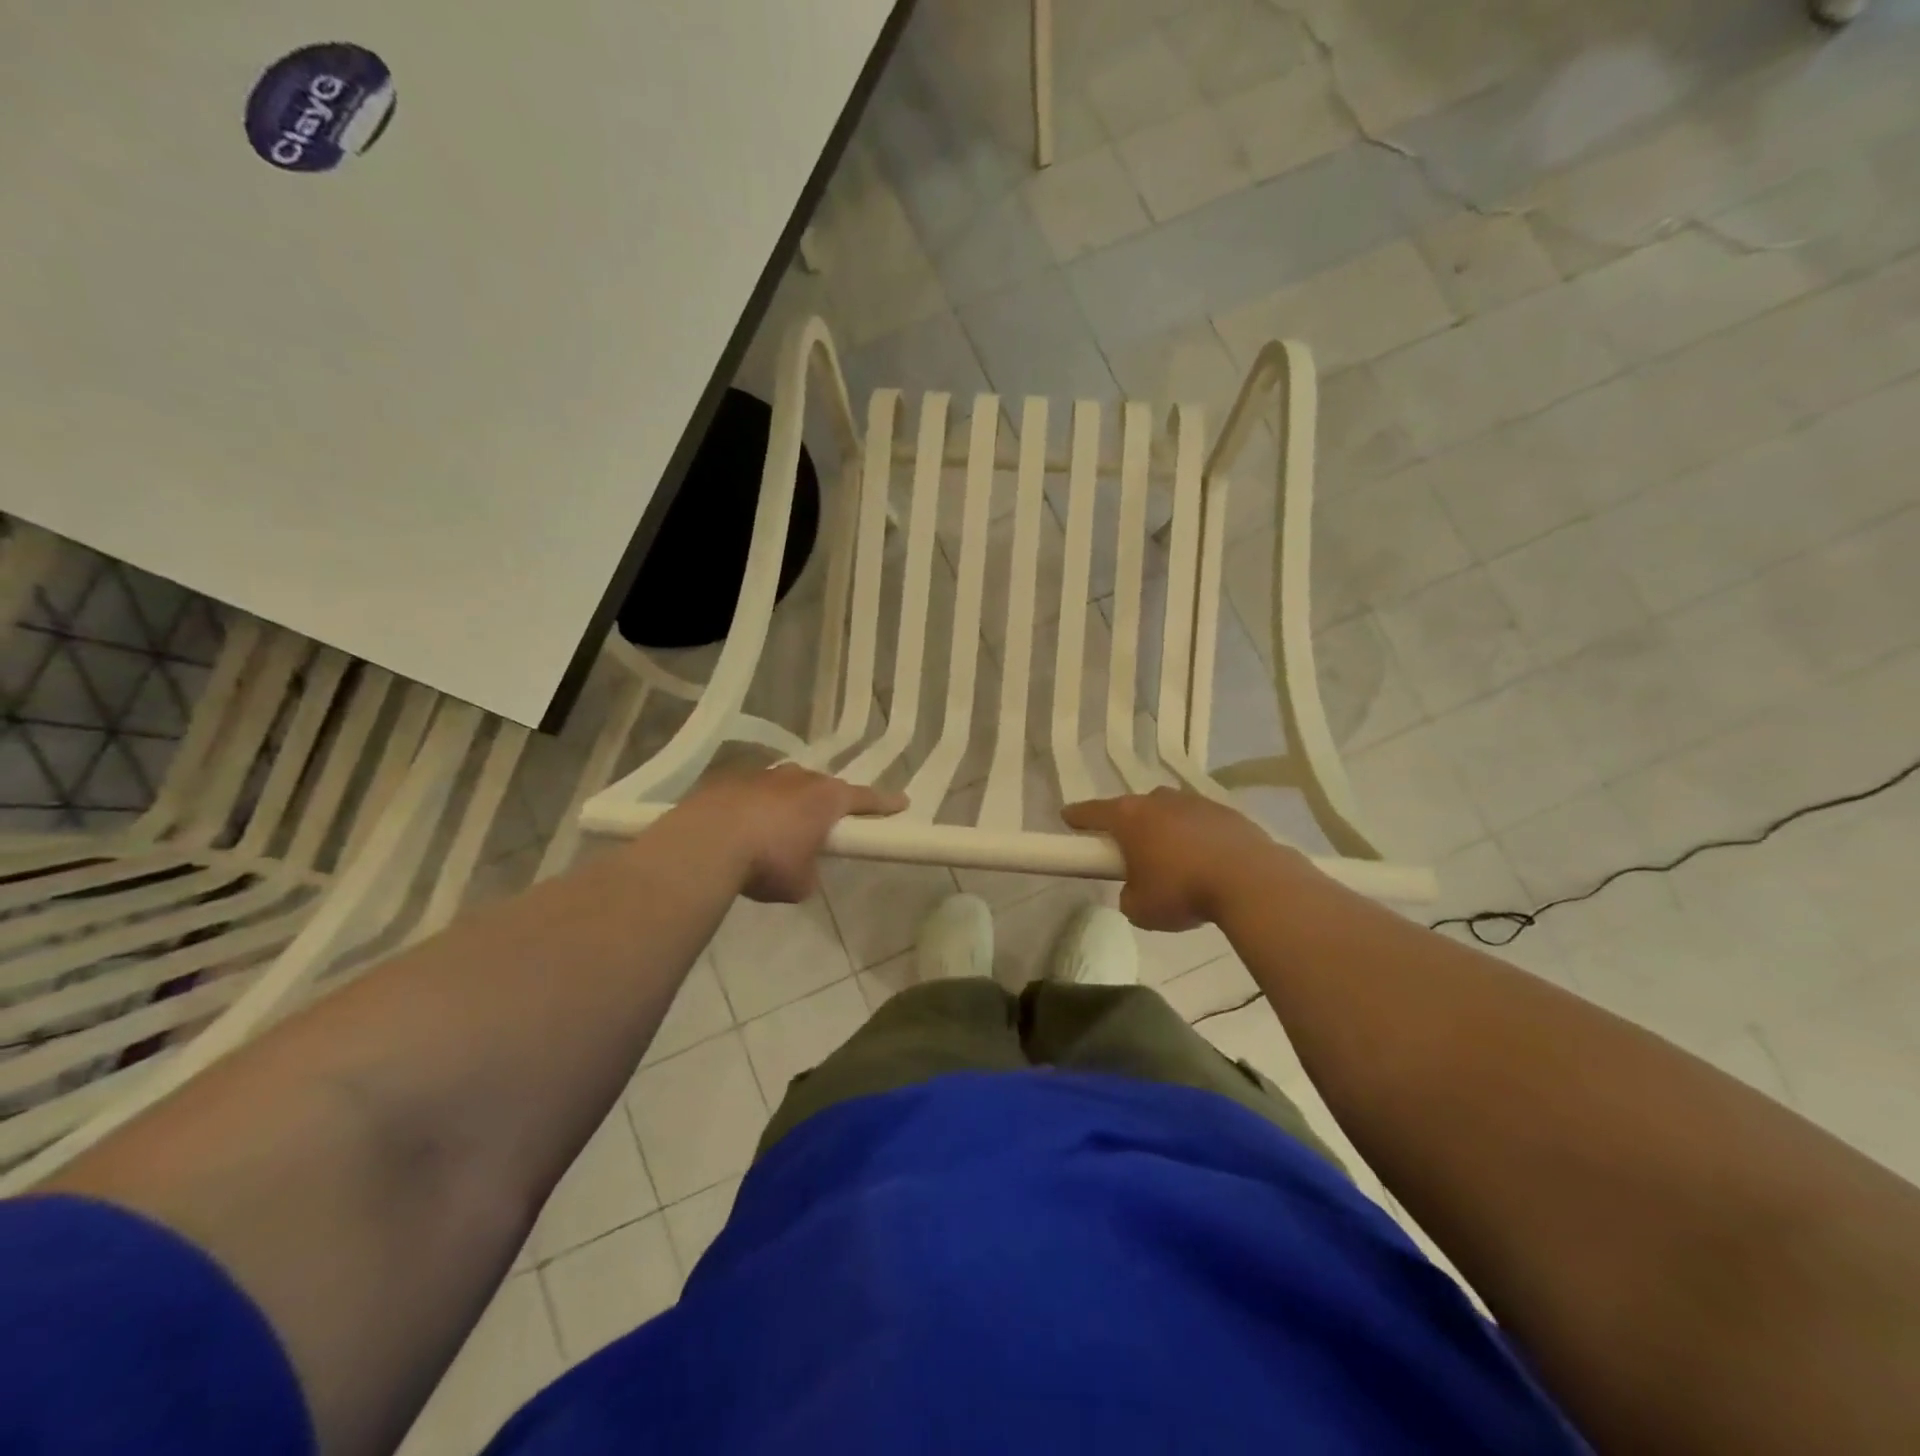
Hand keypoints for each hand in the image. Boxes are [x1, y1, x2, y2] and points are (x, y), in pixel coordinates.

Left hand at [672, 764, 905, 902]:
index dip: (884, 804)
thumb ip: (809, 872)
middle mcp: (798, 778)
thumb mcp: (799, 883)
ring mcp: (762, 775)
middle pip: (822, 786)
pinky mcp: (728, 779)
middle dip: (826, 802)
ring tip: (778, 827)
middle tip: (825, 822)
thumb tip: (801, 871)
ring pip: (785, 784)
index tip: (902, 803)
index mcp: (826, 798)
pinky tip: (741, 827)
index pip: (865, 799)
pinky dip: (753, 806)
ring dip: (787, 802)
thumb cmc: (767, 862)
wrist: (705, 844)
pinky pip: (751, 791)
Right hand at [1062, 788, 1303, 930]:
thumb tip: (1137, 889)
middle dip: (1129, 827)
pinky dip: (1197, 838)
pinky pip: (1201, 823)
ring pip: (1170, 813)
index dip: (1077, 817)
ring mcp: (1196, 803)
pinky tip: (1206, 862)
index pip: (1093, 812)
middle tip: (1129, 852)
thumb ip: (1128, 895)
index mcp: (1130, 817)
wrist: (1251, 881)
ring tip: (1174, 862)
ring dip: (1166, 831)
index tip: (1068, 819)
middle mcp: (1159, 801)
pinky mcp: (1227, 813)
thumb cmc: (1182, 891)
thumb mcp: (1140, 909)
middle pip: (1134, 809)